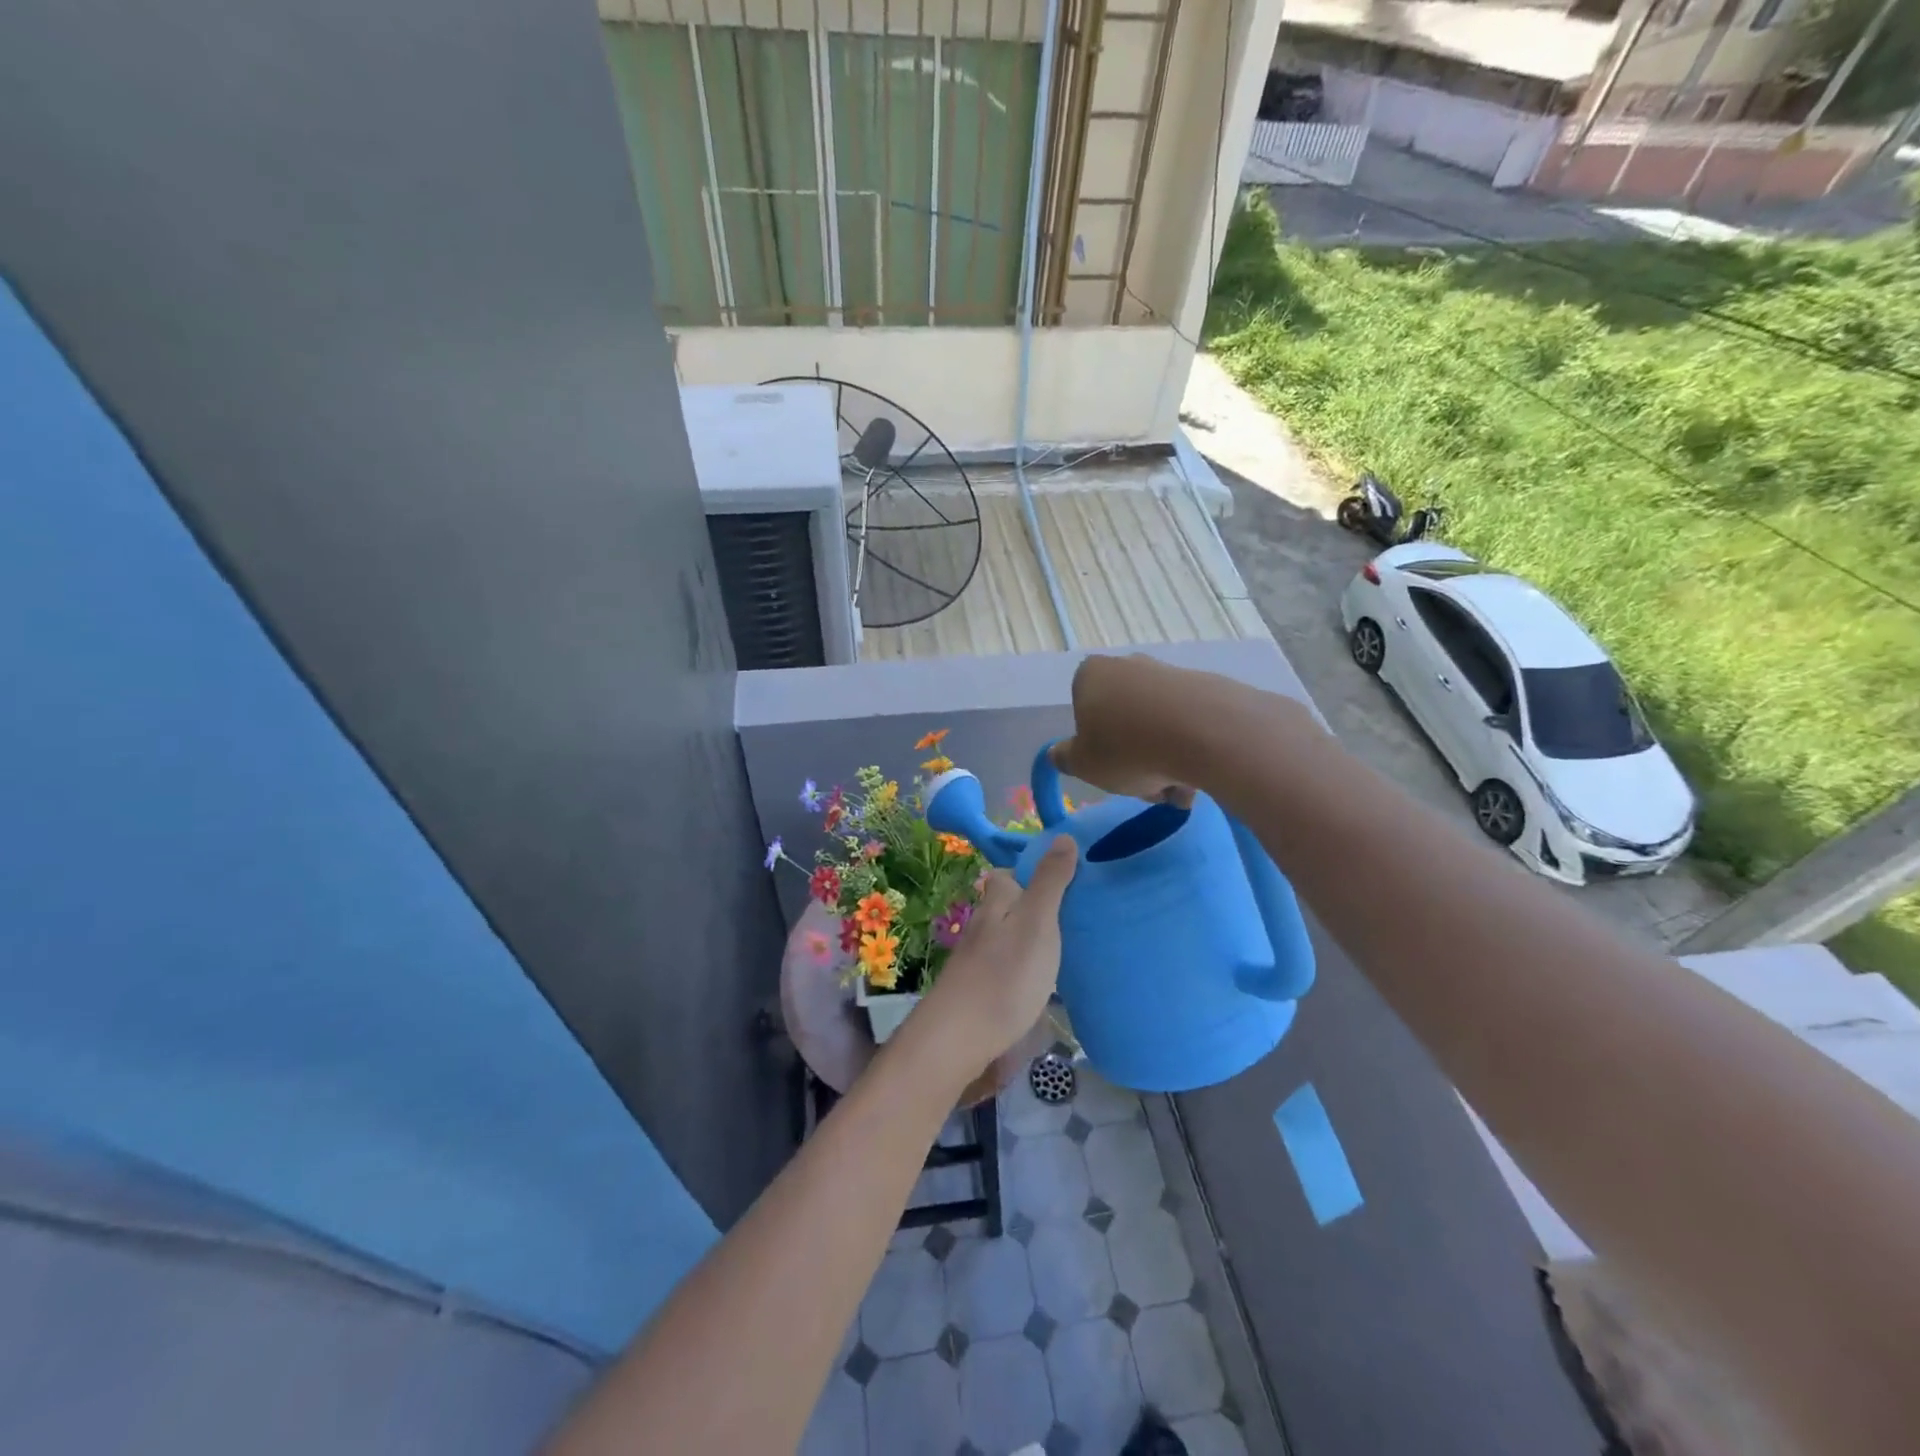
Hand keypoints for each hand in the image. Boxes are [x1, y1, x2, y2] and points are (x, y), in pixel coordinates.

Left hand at [910, 837, 1078, 1082]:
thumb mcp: (1037, 921)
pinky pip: (1005, 966)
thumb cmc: (1005, 973)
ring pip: (1006, 937)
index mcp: (995, 902)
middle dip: (1032, 907)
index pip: (1006, 875)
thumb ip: (1050, 881)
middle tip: (1072, 916)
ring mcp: (976, 959)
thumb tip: (1063, 836)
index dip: (1029, 873)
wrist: (960, 1036)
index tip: (1062, 879)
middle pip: (1006, 907)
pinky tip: (1041, 982)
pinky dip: (1023, 966)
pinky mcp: (978, 989)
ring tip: (1065, 948)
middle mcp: (981, 925)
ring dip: (1029, 939)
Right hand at [1048, 654, 1199, 807]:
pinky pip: (1190, 725)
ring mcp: (1171, 674)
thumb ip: (1065, 758)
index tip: (1109, 769)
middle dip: (1134, 756)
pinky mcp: (1208, 687)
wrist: (1207, 733)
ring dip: (1164, 760)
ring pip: (1158, 726)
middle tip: (1146, 787)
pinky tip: (1200, 776)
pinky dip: (1191, 750)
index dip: (1094, 744)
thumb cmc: (1127, 748)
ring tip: (1178, 791)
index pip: (1083, 709)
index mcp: (1091, 675)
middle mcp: (1130, 665)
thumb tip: (1058, 753)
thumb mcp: (1082, 765)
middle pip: (1123, 719)